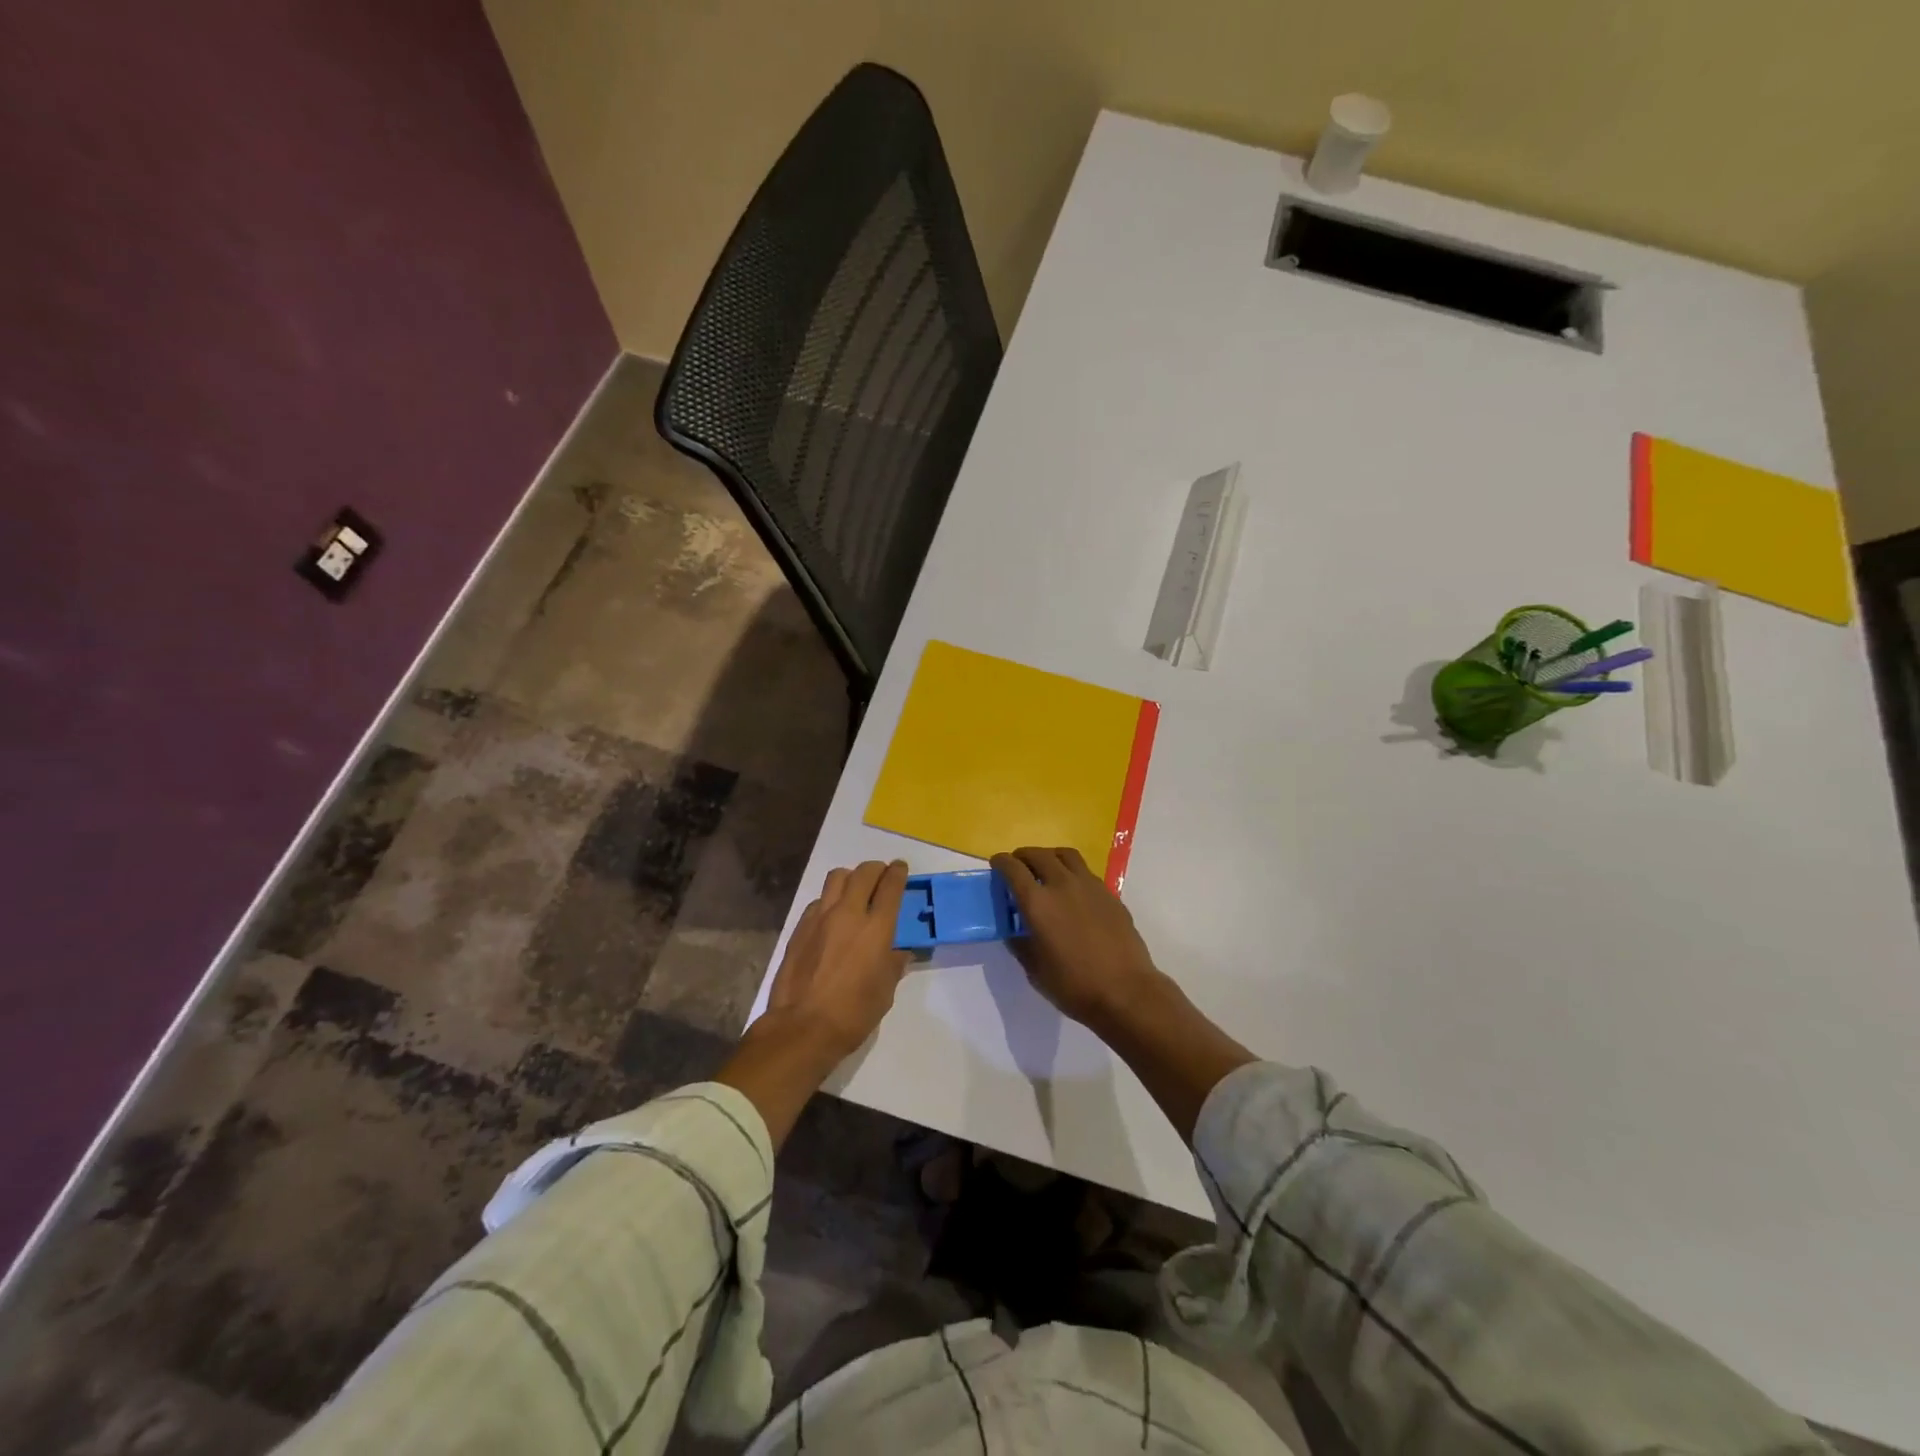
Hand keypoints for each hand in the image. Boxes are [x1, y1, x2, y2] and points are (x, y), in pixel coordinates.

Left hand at [762, 860, 912, 1062]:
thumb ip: (893, 963)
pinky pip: (819, 901)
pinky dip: (830, 900)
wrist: (802, 1027)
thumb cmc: (853, 1014)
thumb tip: (898, 950)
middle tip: (882, 877)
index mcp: (876, 928)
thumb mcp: (885, 991)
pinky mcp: (800, 927)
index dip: (898, 873)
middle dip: (876, 869)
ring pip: (837, 877)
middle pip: (864, 873)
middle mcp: (849, 913)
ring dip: (851, 878)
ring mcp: (820, 917)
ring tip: (855, 891)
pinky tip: (831, 918)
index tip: (900, 869)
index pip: (891, 886)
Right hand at [991, 846, 1165, 1029]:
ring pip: (1066, 856)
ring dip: (1050, 856)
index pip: (1013, 868)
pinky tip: (1073, 891)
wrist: (1126, 991)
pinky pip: (1086, 872)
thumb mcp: (1034, 970)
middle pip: (1039, 855)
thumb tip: (1015, 930)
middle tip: (1018, 865)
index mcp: (1038, 903)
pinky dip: (1072, 872)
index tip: (997, 864)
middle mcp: (1062, 885)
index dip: (1001, 862)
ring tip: (1046, 868)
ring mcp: (1090, 886)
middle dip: (1024, 856)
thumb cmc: (1074, 985)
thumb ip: (1021, 943)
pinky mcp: (1109, 894)